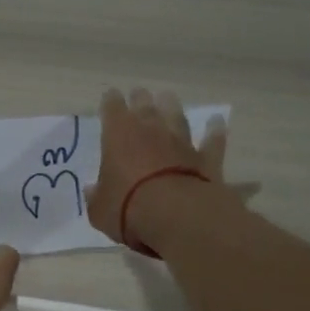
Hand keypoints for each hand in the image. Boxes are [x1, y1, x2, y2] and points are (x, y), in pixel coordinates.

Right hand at [86, 87, 228, 251]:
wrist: (178, 217)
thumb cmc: (128, 209)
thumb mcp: (100, 210)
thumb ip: (96, 197)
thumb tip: (92, 190)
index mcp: (119, 136)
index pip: (112, 109)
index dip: (110, 101)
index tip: (110, 96)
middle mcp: (151, 131)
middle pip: (145, 106)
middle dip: (140, 98)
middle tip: (139, 93)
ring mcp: (181, 143)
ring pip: (177, 117)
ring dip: (172, 106)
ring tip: (168, 97)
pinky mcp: (206, 159)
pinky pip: (211, 142)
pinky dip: (214, 132)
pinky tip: (217, 122)